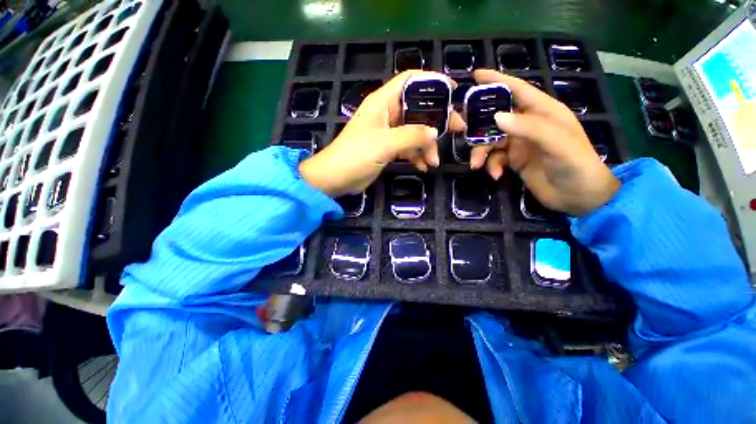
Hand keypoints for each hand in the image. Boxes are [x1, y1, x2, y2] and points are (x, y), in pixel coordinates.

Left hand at [299, 71, 464, 196]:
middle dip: (437, 121)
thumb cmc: (356, 155)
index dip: (432, 81)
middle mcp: (386, 114)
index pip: (410, 81)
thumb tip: (435, 132)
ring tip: (434, 162)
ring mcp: (387, 132)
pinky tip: (423, 167)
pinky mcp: (387, 149)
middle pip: (417, 108)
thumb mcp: (385, 143)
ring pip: (414, 132)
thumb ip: (412, 136)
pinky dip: (416, 156)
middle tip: (456, 131)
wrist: (336, 178)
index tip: (453, 91)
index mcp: (383, 102)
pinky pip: (407, 148)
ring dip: (426, 145)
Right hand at [469, 69, 619, 215]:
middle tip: (461, 131)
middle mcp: (528, 125)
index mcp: (543, 112)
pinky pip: (494, 159)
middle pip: (496, 118)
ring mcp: (519, 144)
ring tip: (477, 165)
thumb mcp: (557, 143)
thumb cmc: (576, 165)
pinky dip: (491, 166)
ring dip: (481, 152)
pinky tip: (495, 175)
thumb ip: (529, 127)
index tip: (476, 76)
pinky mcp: (513, 161)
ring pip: (490, 141)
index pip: (518, 90)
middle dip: (479, 126)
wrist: (578, 197)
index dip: (497, 81)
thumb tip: (496, 118)